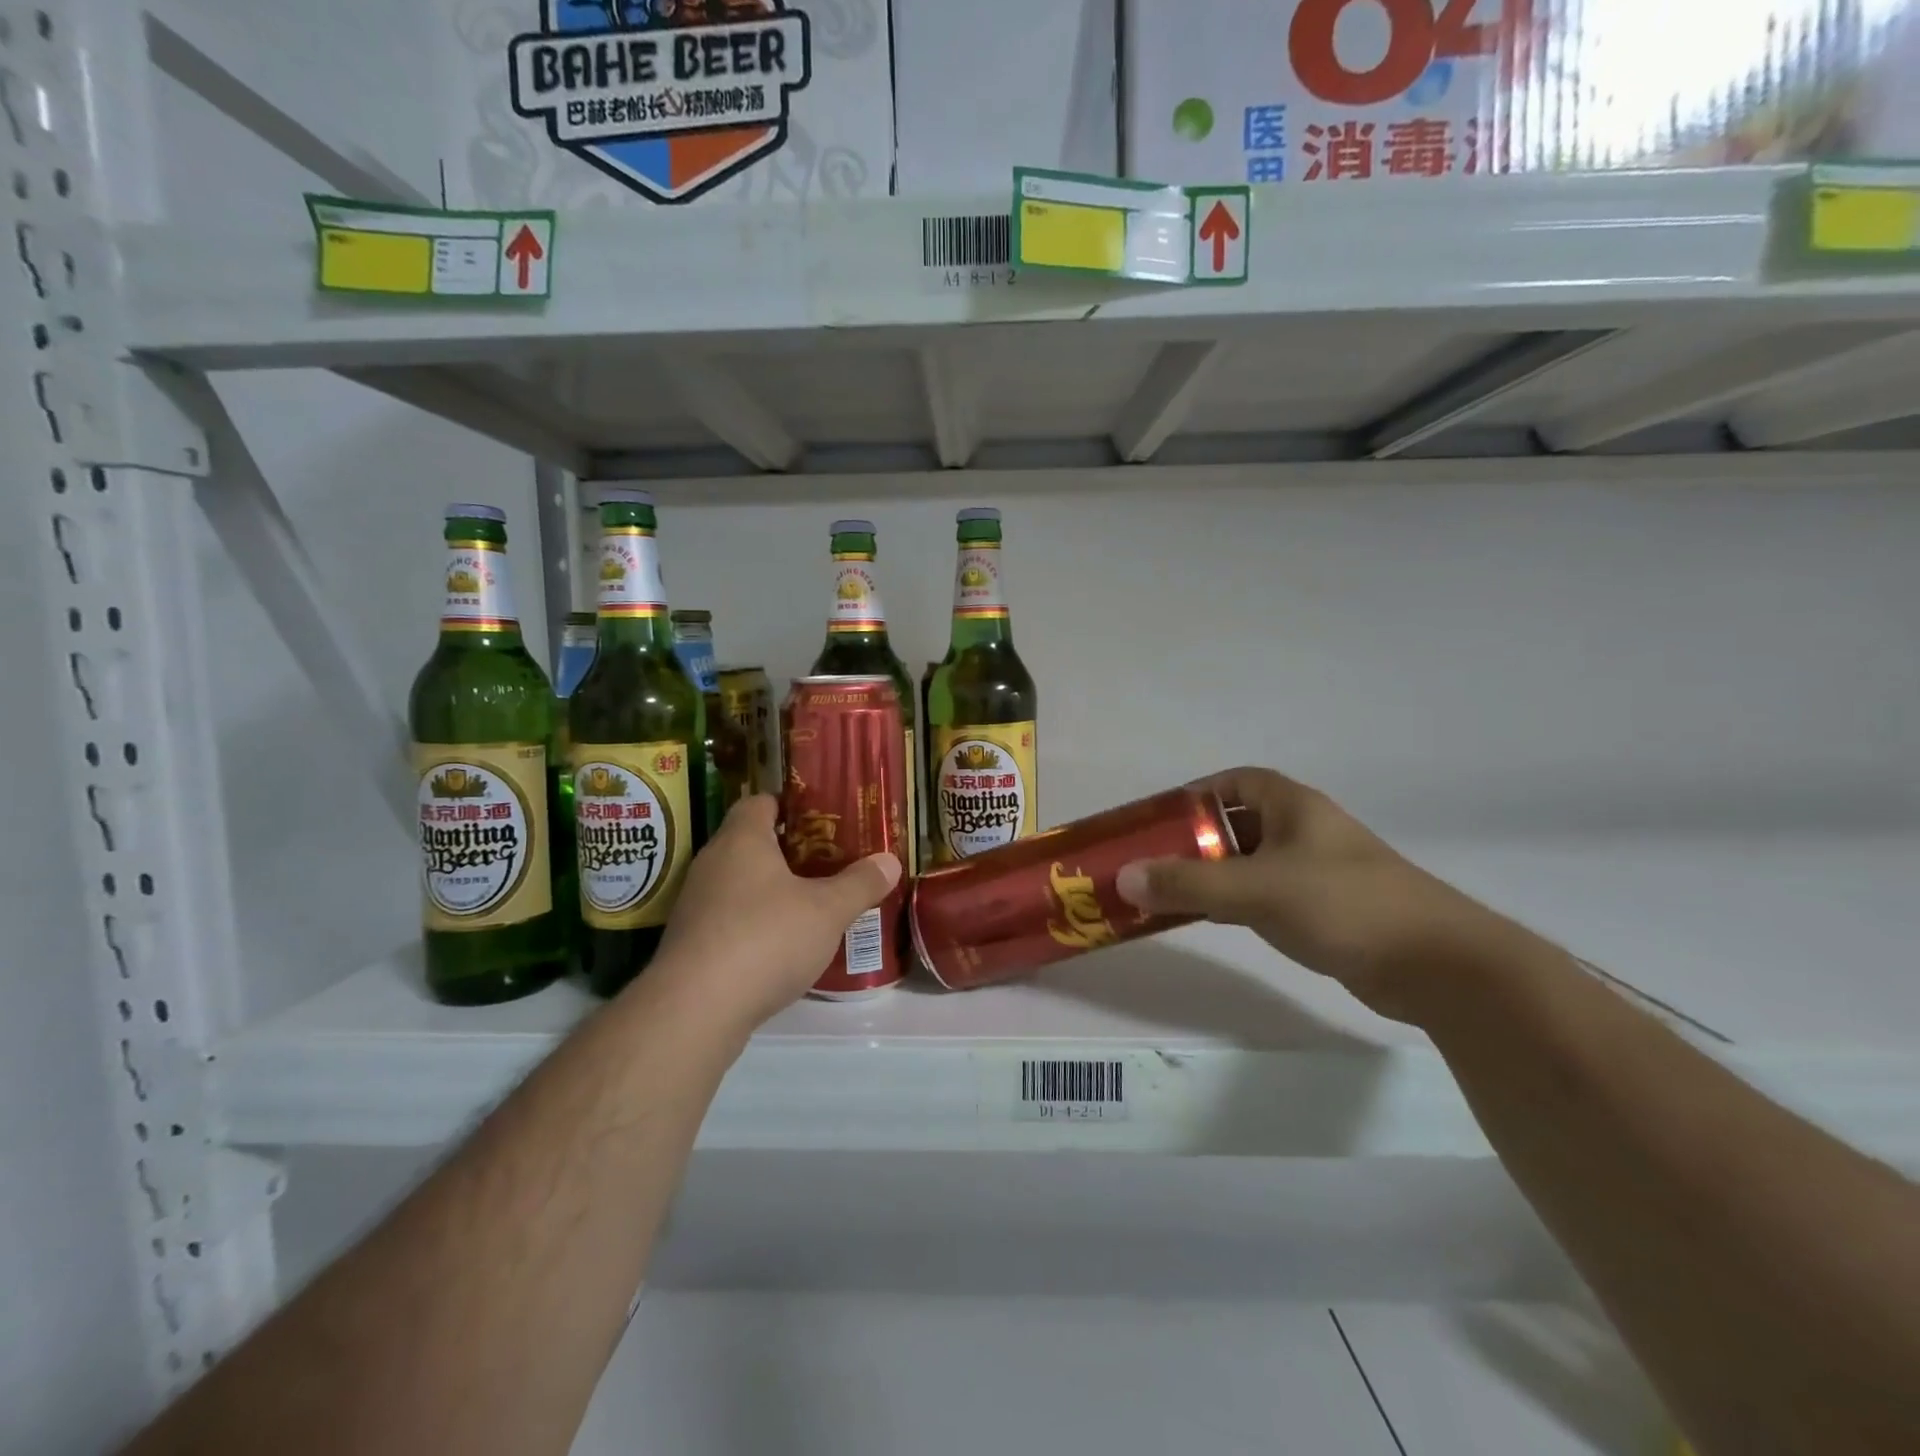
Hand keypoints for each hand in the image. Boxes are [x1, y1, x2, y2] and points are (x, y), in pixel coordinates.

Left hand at [644, 796, 900, 1038]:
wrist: (694, 1010)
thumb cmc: (765, 939)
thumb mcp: (828, 910)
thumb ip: (860, 883)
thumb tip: (890, 860)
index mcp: (742, 839)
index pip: (761, 802)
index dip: (791, 805)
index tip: (823, 820)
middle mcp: (712, 863)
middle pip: (751, 843)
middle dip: (789, 851)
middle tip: (829, 862)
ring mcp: (695, 905)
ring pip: (739, 883)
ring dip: (771, 891)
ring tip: (812, 904)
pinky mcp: (690, 943)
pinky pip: (729, 919)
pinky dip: (754, 924)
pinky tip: (782, 946)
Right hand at [1115, 768, 1519, 1021]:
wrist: (1437, 966)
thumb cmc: (1344, 904)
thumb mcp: (1256, 889)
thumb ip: (1188, 883)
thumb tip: (1123, 878)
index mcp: (1293, 806)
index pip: (1236, 781)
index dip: (1197, 793)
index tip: (1161, 818)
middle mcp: (1305, 832)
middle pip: (1237, 823)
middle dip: (1196, 839)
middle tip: (1154, 860)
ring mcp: (1318, 873)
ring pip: (1251, 863)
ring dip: (1214, 874)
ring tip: (1170, 892)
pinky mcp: (1327, 911)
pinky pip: (1267, 896)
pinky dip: (1236, 902)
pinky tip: (1213, 920)